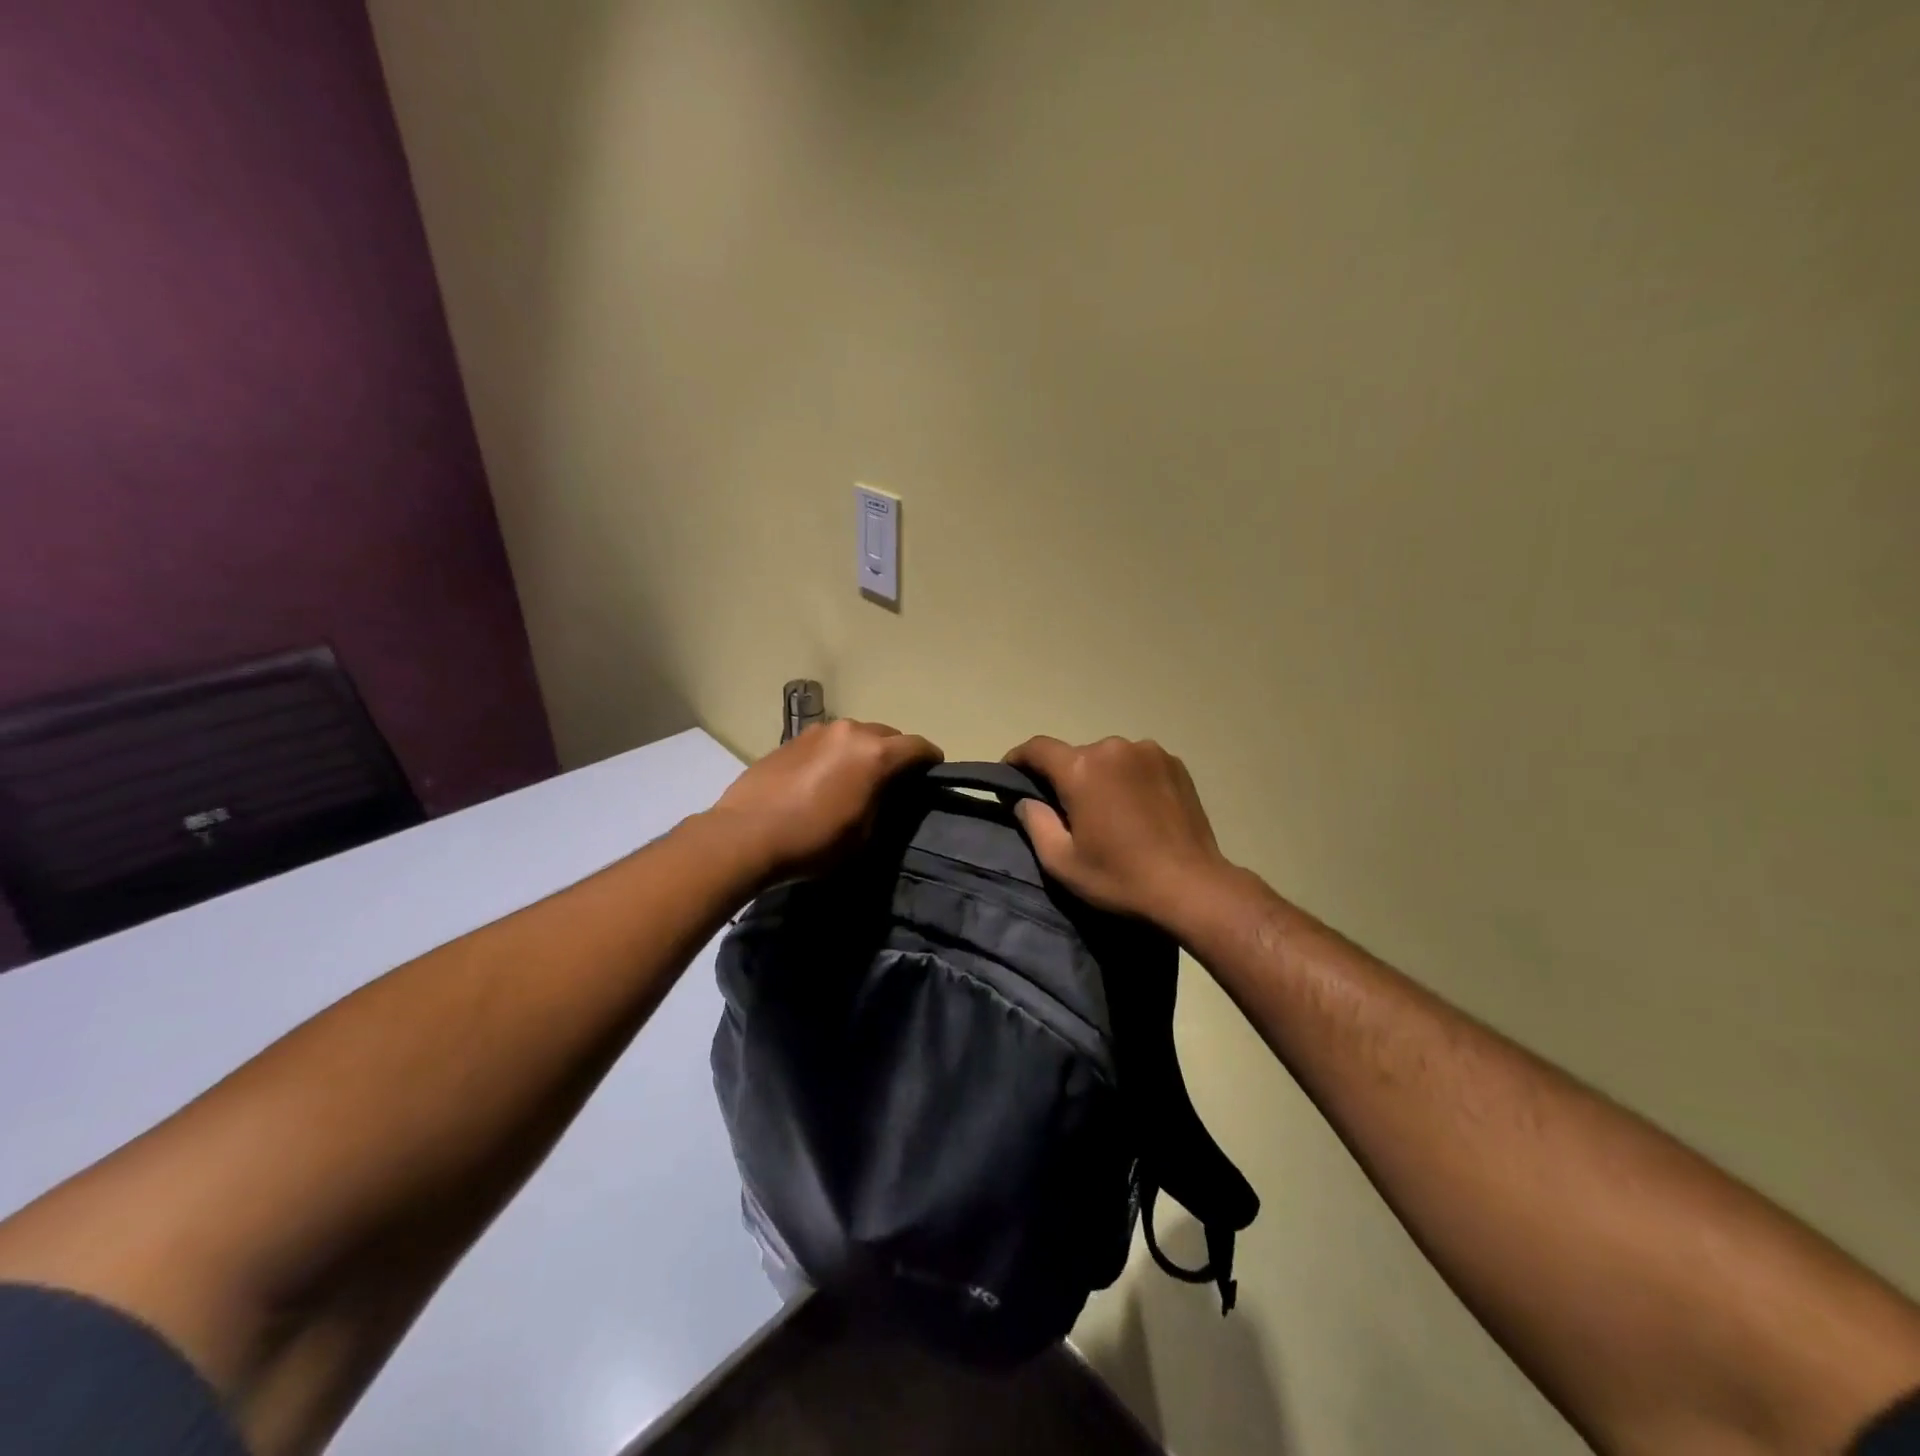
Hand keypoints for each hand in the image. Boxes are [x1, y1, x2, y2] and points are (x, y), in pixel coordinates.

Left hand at [710, 719, 942, 883]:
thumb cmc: (813, 842)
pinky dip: (835, 754)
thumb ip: (883, 806)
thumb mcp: (864, 835)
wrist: (745, 835)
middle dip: (896, 753)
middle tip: (894, 780)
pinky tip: (824, 778)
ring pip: (855, 735)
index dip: (931, 760)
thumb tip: (884, 794)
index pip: (918, 747)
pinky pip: (827, 741)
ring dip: (863, 751)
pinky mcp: (791, 739)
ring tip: (856, 777)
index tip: (933, 774)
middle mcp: (850, 732)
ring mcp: (817, 731)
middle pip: (887, 734)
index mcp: (875, 754)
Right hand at [1004, 735, 1233, 926]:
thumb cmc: (1120, 876)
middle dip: (1065, 777)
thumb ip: (1035, 823)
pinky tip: (1137, 809)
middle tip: (1068, 811)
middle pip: (1076, 755)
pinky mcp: (1175, 764)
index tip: (1010, 773)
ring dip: (1101, 777)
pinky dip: (1129, 778)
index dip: (1018, 758)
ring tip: (1109, 812)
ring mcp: (1149, 752)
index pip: (1038, 748)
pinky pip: (1138, 763)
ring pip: (1109, 759)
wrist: (1193, 887)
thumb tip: (1025, 800)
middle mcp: (1114, 748)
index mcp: (1081, 769)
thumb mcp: (1062, 861)